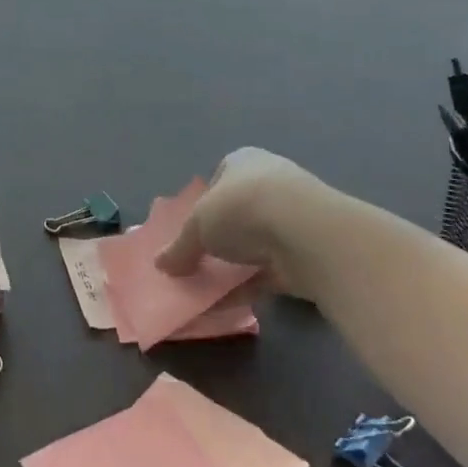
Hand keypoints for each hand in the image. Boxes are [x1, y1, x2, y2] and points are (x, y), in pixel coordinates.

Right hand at [155, 147, 324, 296]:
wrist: (306, 232)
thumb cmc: (242, 209)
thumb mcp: (197, 226)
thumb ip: (180, 247)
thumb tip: (161, 265)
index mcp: (244, 162)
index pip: (220, 179)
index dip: (204, 204)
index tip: (191, 230)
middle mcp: (271, 184)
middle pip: (239, 213)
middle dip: (221, 238)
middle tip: (198, 261)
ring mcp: (293, 219)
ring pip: (256, 244)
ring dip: (236, 265)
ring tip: (209, 288)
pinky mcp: (307, 252)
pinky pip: (270, 271)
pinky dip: (249, 286)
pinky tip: (227, 304)